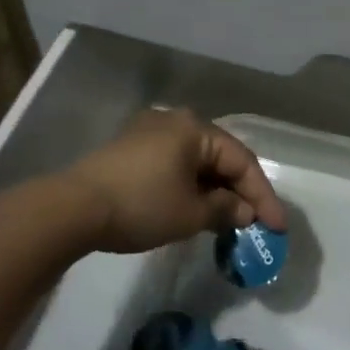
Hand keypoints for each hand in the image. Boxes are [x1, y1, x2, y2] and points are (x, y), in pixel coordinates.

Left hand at [59, 108, 284, 254]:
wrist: (72, 208)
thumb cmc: (140, 205)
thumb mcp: (189, 214)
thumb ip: (225, 210)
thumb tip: (244, 212)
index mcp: (195, 128)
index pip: (242, 161)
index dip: (263, 195)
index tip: (277, 227)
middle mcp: (176, 121)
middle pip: (220, 158)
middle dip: (240, 192)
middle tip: (256, 224)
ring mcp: (151, 133)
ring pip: (197, 162)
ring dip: (215, 191)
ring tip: (229, 221)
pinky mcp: (132, 150)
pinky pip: (176, 166)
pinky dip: (192, 187)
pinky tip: (196, 209)